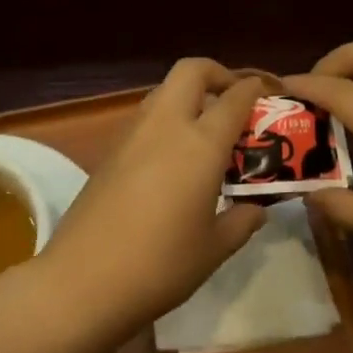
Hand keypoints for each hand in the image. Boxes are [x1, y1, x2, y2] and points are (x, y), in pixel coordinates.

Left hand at [38, 59, 268, 342]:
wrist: (82, 281)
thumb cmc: (160, 265)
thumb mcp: (214, 248)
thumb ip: (242, 221)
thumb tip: (256, 208)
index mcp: (200, 144)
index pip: (234, 97)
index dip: (255, 89)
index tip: (270, 94)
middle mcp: (165, 126)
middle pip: (192, 70)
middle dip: (218, 74)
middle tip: (234, 100)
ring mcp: (132, 135)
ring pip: (164, 91)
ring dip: (189, 97)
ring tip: (207, 132)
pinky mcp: (109, 152)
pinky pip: (146, 118)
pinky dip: (167, 121)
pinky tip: (175, 160)